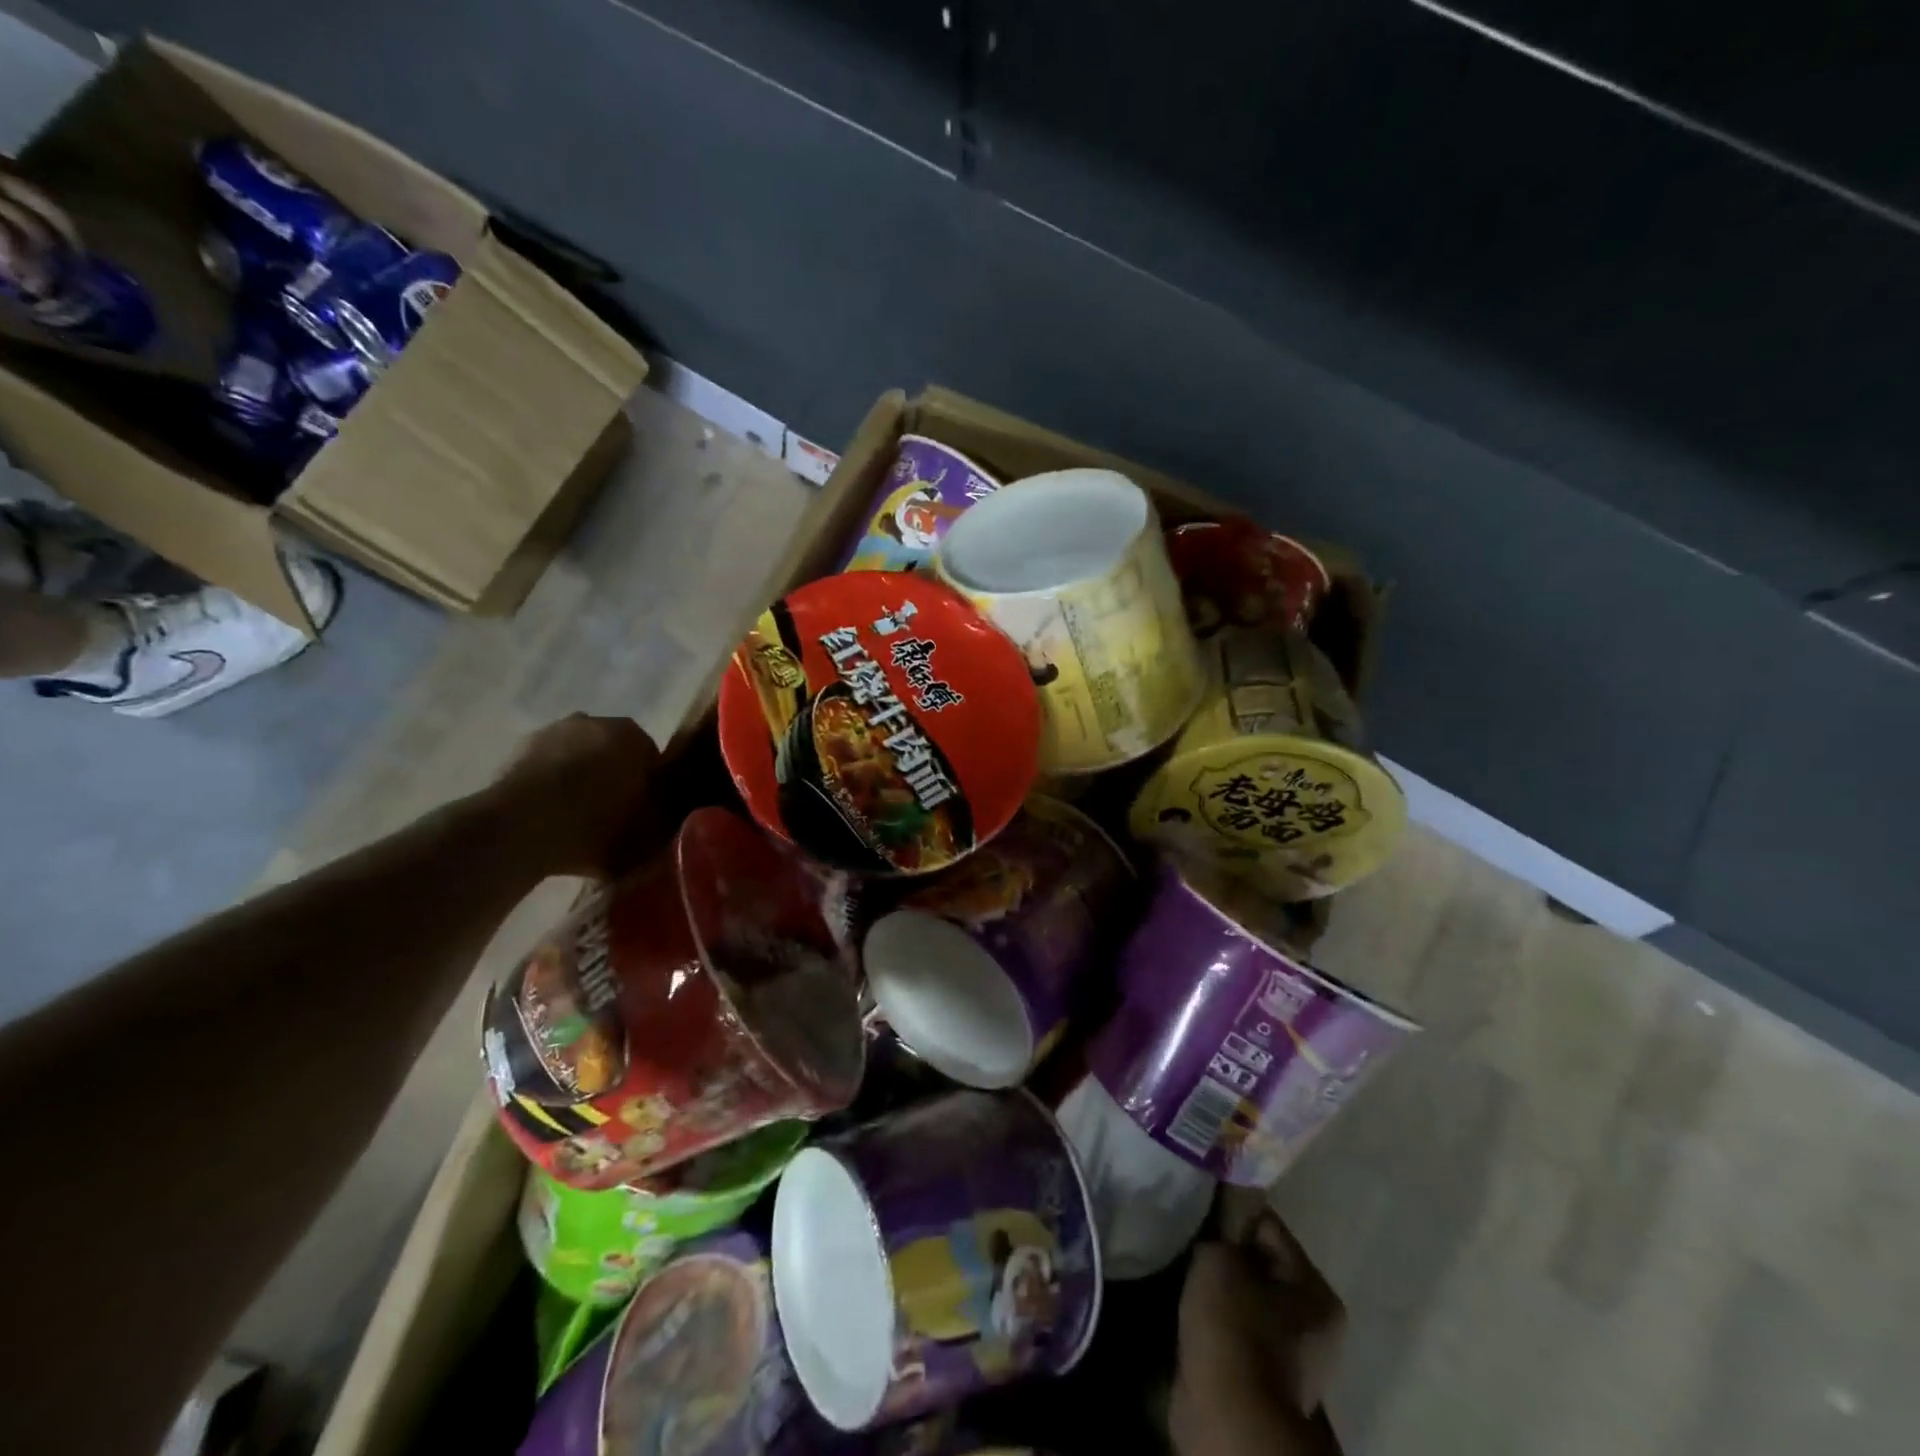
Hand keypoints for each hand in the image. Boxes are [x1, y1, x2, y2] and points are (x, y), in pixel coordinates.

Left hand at [489, 715, 661, 877]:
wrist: (519, 829)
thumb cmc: (595, 825)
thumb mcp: (648, 833)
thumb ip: (663, 820)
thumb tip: (663, 816)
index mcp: (633, 735)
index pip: (652, 759)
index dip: (649, 787)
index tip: (643, 812)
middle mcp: (594, 722)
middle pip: (614, 753)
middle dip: (614, 776)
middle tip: (613, 815)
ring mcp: (551, 732)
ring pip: (578, 757)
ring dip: (580, 778)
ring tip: (576, 819)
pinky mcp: (517, 751)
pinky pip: (547, 768)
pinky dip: (550, 786)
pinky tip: (548, 816)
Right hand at [1172, 1208, 1347, 1455]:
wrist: (1228, 1414)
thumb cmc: (1233, 1324)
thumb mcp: (1221, 1256)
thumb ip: (1222, 1231)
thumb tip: (1219, 1223)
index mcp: (1318, 1291)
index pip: (1269, 1228)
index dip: (1232, 1216)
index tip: (1203, 1213)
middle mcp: (1316, 1327)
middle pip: (1261, 1266)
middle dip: (1227, 1256)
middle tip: (1194, 1246)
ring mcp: (1292, 1360)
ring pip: (1247, 1300)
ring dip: (1220, 1289)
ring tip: (1188, 1277)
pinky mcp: (1263, 1381)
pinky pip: (1237, 1330)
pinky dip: (1217, 1321)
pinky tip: (1193, 1310)